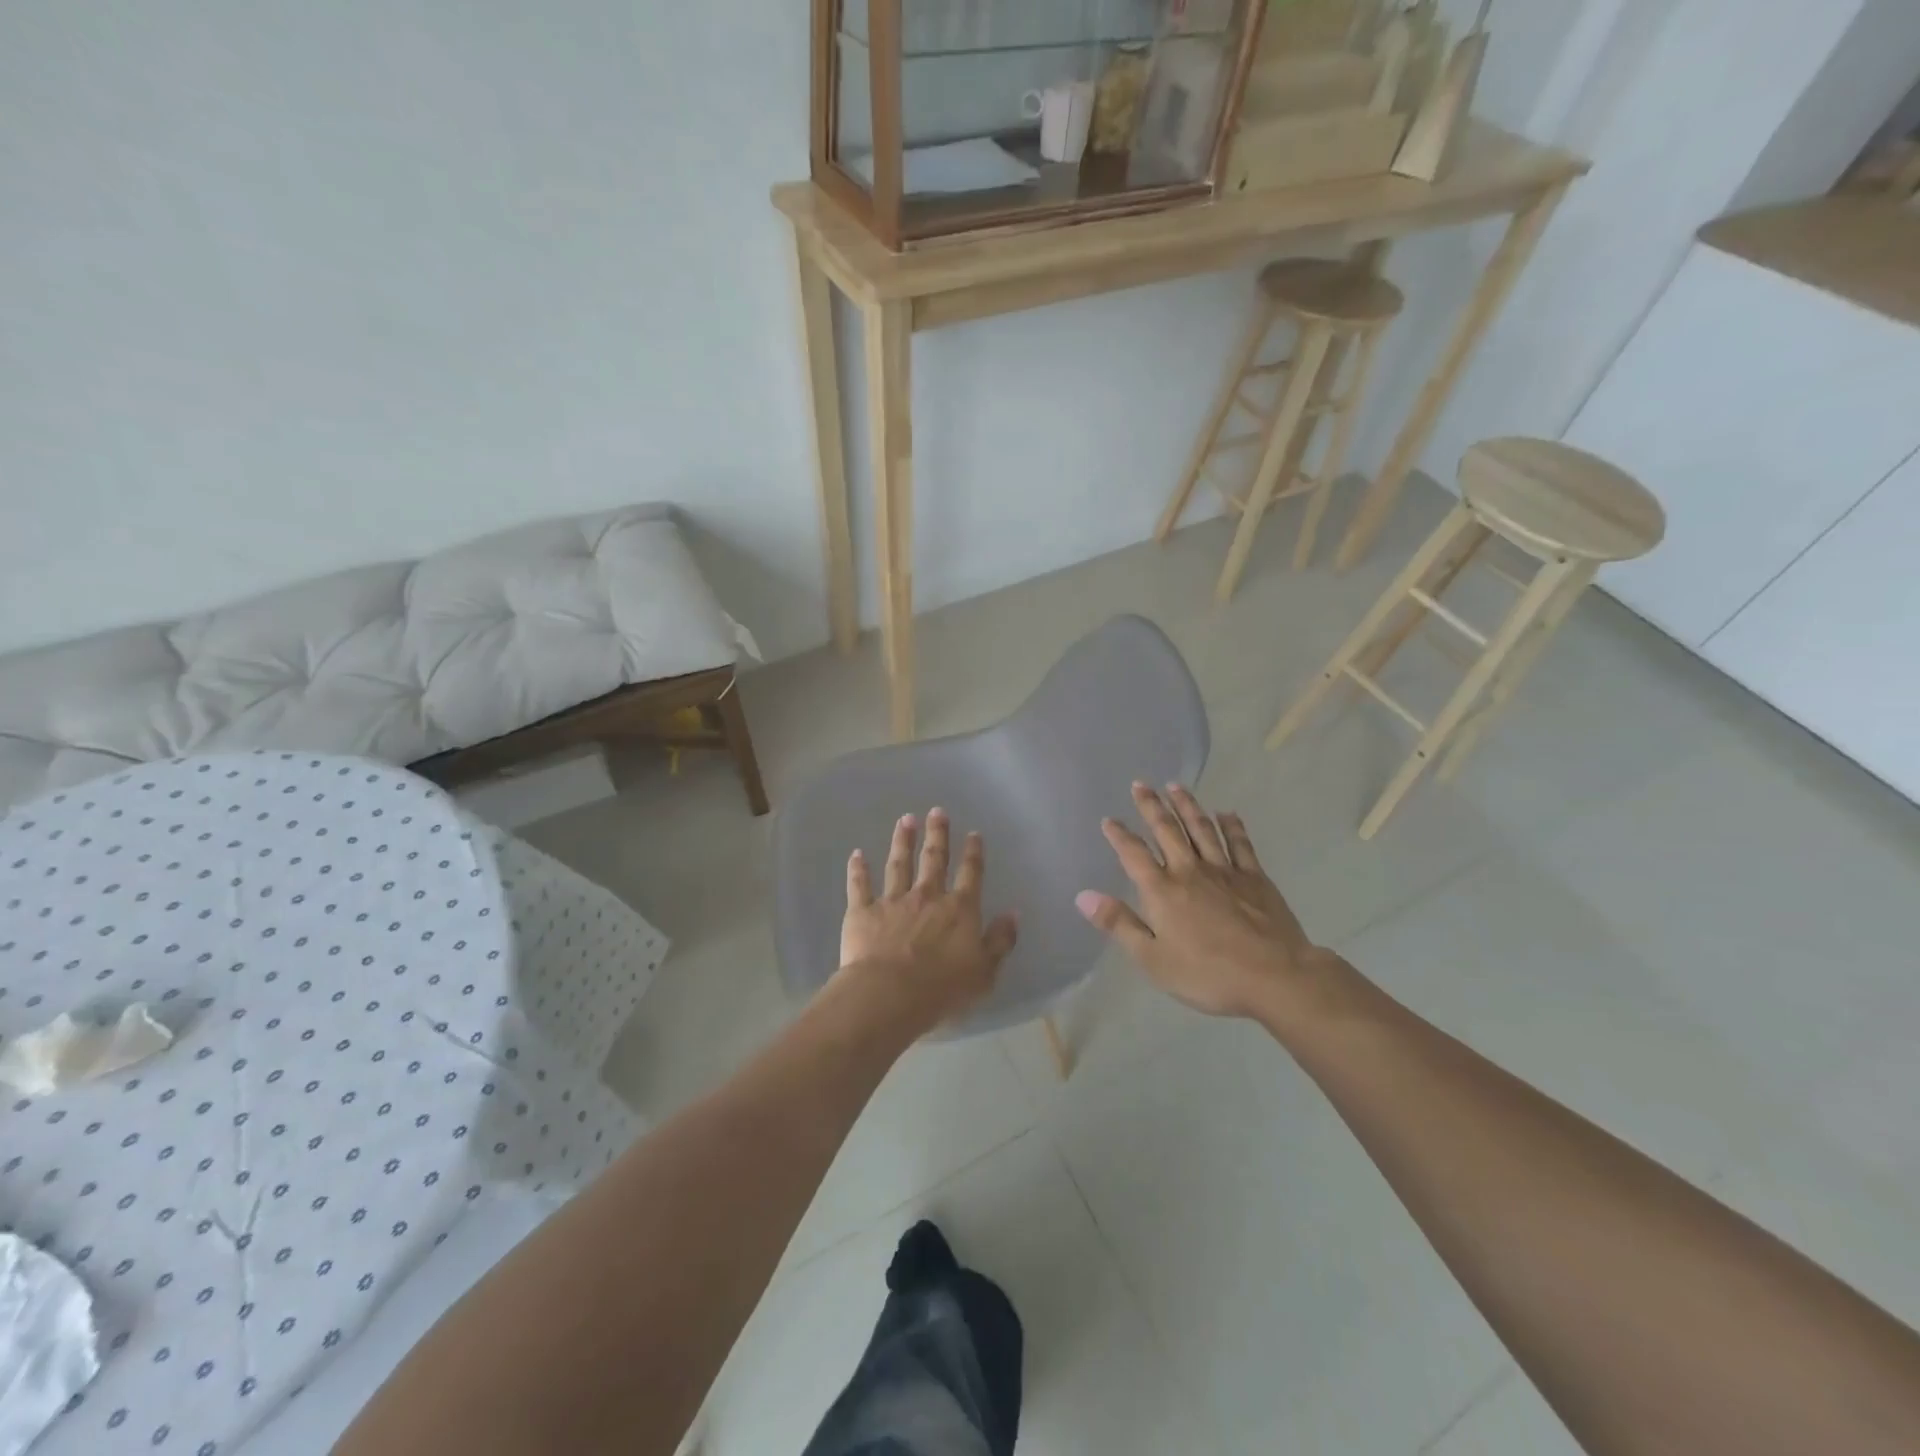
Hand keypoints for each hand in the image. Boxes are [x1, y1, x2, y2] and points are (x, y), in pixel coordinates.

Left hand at [838, 809, 1018, 1033]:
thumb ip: (1000, 941)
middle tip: (937, 811)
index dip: (973, 853)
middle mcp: (927, 897)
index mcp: (959, 910)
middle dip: (937, 834)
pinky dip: (858, 869)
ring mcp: (893, 901)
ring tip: (905, 819)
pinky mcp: (863, 912)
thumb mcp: (985, 971)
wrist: (889, 995)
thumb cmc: (942, 989)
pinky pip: (859, 885)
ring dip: (902, 841)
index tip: (973, 833)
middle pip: (934, 859)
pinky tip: (856, 854)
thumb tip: (1013, 914)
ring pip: (898, 864)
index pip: (970, 875)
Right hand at [1076, 783, 1327, 1019]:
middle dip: (1151, 806)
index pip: (1134, 854)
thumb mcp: (1152, 959)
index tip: (1109, 819)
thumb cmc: (1207, 974)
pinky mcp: (1255, 877)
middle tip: (1141, 784)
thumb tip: (1083, 896)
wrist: (1274, 976)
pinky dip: (1231, 825)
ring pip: (1201, 828)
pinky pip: (1240, 843)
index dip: (1119, 835)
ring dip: (1187, 805)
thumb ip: (1119, 924)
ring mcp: (1224, 870)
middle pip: (1167, 830)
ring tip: (1176, 786)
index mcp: (1162, 890)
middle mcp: (1190, 870)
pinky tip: (1226, 813)